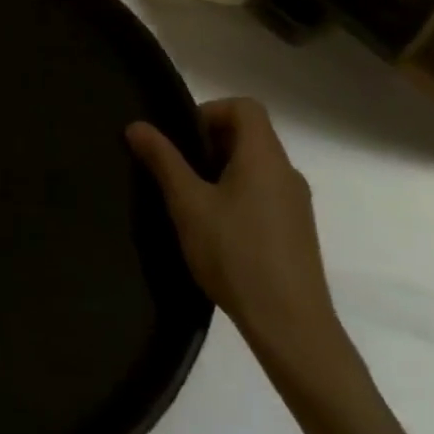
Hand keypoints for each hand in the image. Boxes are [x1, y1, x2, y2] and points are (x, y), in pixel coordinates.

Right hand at [127, 99, 349, 379]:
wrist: (291, 325)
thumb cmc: (236, 254)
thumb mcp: (188, 204)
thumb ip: (163, 160)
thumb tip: (136, 125)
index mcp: (264, 157)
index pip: (245, 107)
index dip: (210, 111)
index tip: (182, 140)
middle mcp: (287, 172)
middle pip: (250, 134)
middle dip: (209, 142)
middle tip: (178, 170)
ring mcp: (296, 203)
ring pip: (255, 166)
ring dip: (221, 170)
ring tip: (191, 201)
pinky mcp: (296, 230)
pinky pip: (264, 192)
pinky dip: (237, 193)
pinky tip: (216, 228)